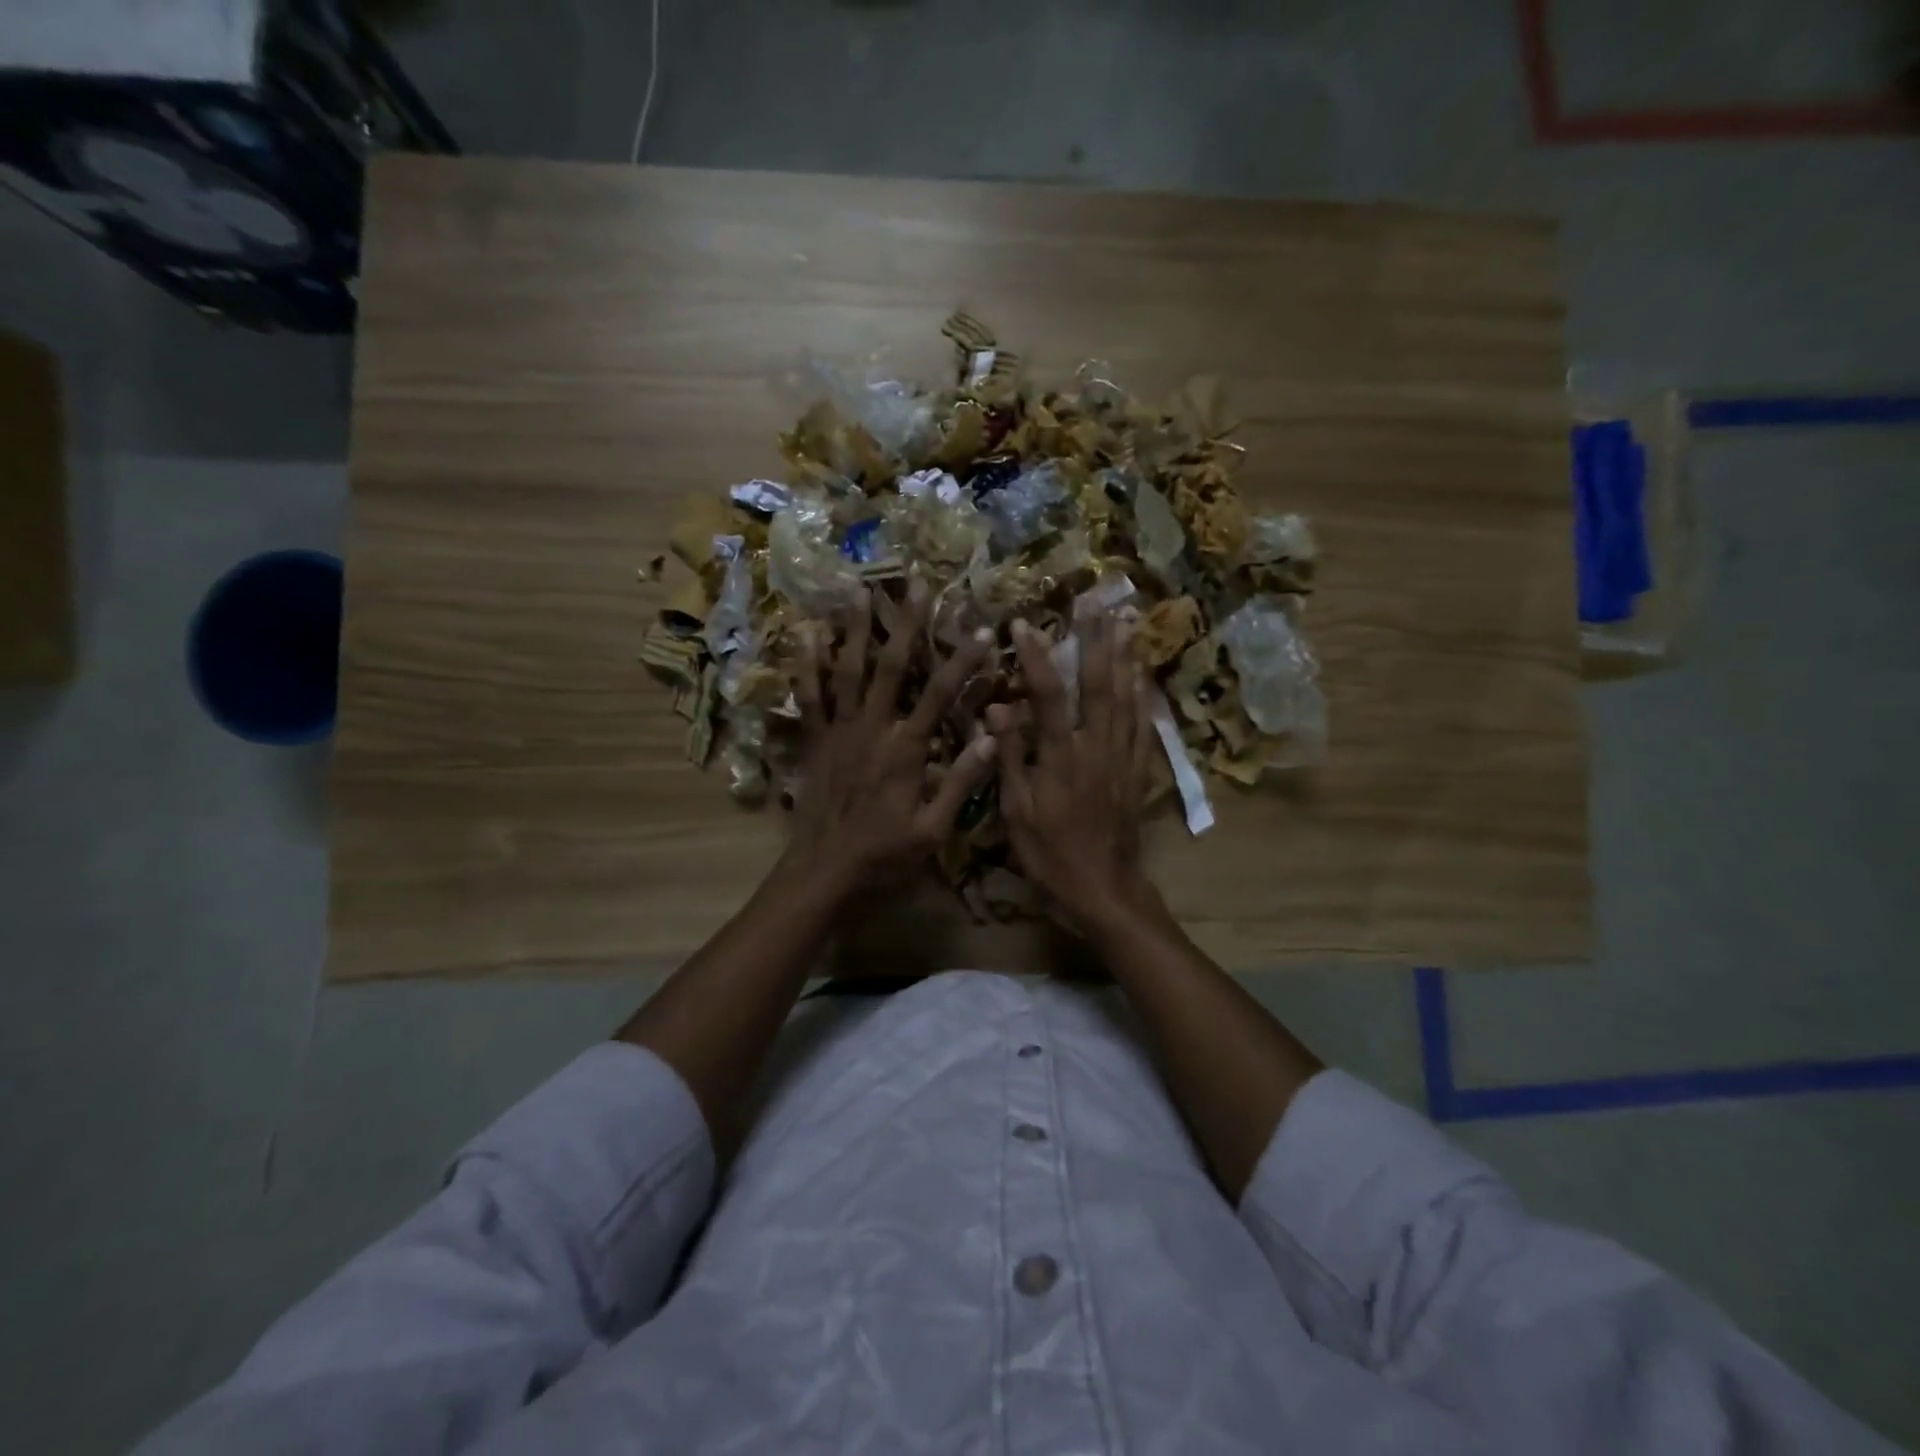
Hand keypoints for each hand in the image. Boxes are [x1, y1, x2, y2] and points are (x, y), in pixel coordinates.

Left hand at [784, 581, 996, 905]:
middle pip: (891, 667)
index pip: (941, 694)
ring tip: (858, 591)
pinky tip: (805, 635)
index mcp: (906, 750)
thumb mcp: (933, 830)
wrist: (823, 872)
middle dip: (907, 624)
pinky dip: (806, 666)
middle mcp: (872, 729)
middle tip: (918, 584)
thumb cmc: (883, 855)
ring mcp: (838, 731)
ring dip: (855, 630)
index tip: (983, 630)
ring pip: (847, 671)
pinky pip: (808, 697)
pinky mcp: (814, 741)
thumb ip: (960, 783)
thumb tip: (992, 737)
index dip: (964, 661)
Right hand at [989, 613, 1155, 931]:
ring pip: (1126, 697)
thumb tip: (997, 709)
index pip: (1047, 695)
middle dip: (1095, 640)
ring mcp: (1122, 757)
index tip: (1022, 623)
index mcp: (1060, 757)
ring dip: (1124, 656)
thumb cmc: (1050, 855)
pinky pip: (1144, 724)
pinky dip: (1143, 694)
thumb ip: (1008, 757)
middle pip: (1098, 684)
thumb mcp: (1016, 812)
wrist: (1103, 889)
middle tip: (1095, 601)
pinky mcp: (1138, 771)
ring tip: (1124, 621)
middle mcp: (1095, 747)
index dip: (1034, 657)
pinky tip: (1142, 673)